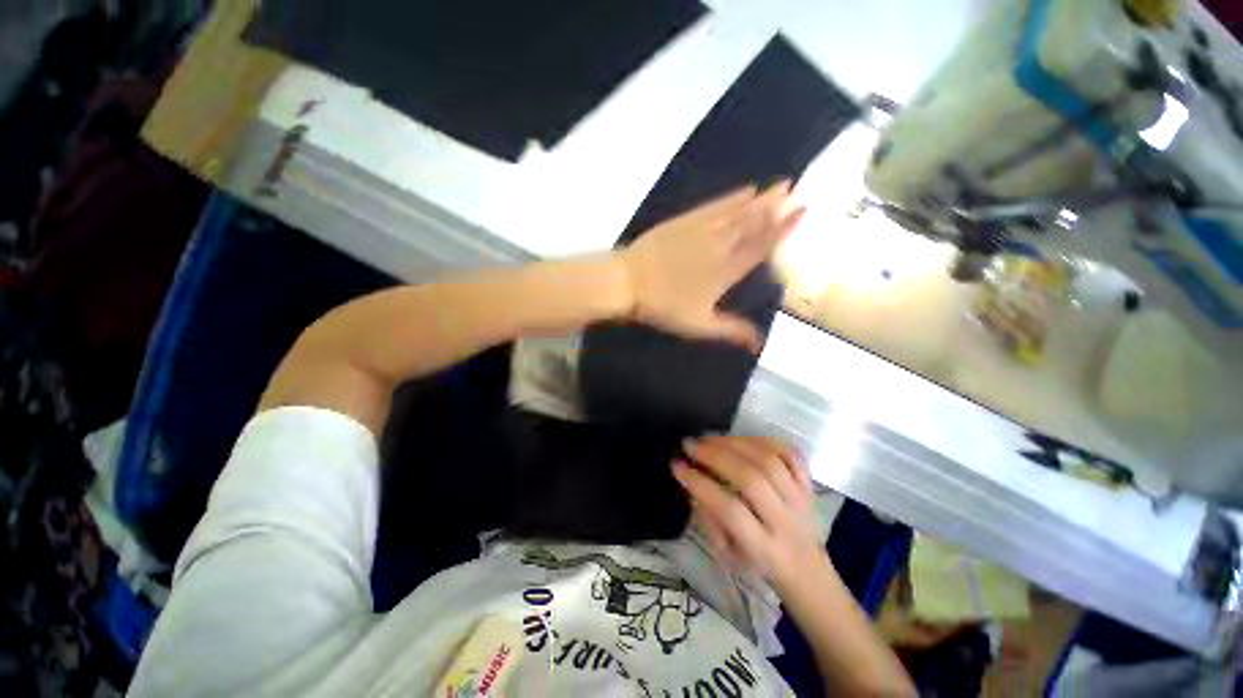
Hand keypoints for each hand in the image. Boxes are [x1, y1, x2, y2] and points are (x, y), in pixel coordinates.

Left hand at [620, 183, 804, 351]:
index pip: (761, 247)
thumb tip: (760, 345)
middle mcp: (719, 246)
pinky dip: (731, 197)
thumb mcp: (699, 325)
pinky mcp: (684, 221)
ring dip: (759, 198)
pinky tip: (744, 189)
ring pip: (736, 212)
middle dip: (775, 206)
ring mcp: (701, 230)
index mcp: (726, 271)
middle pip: (752, 223)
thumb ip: (731, 331)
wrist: (629, 282)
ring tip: (779, 185)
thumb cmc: (663, 306)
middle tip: (795, 188)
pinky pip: (714, 206)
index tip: (802, 211)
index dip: (782, 229)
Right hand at [673, 436, 824, 589]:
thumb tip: (692, 480)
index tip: (677, 465)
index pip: (730, 510)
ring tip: (709, 439)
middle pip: (751, 480)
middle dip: (715, 457)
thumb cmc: (758, 563)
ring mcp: (800, 499)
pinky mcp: (808, 484)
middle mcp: (786, 521)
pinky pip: (788, 453)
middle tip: (690, 445)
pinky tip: (738, 438)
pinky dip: (761, 440)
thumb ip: (709, 518)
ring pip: (769, 461)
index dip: (701, 484)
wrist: (806, 568)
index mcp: (764, 548)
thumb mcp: (727, 555)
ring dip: (734, 443)